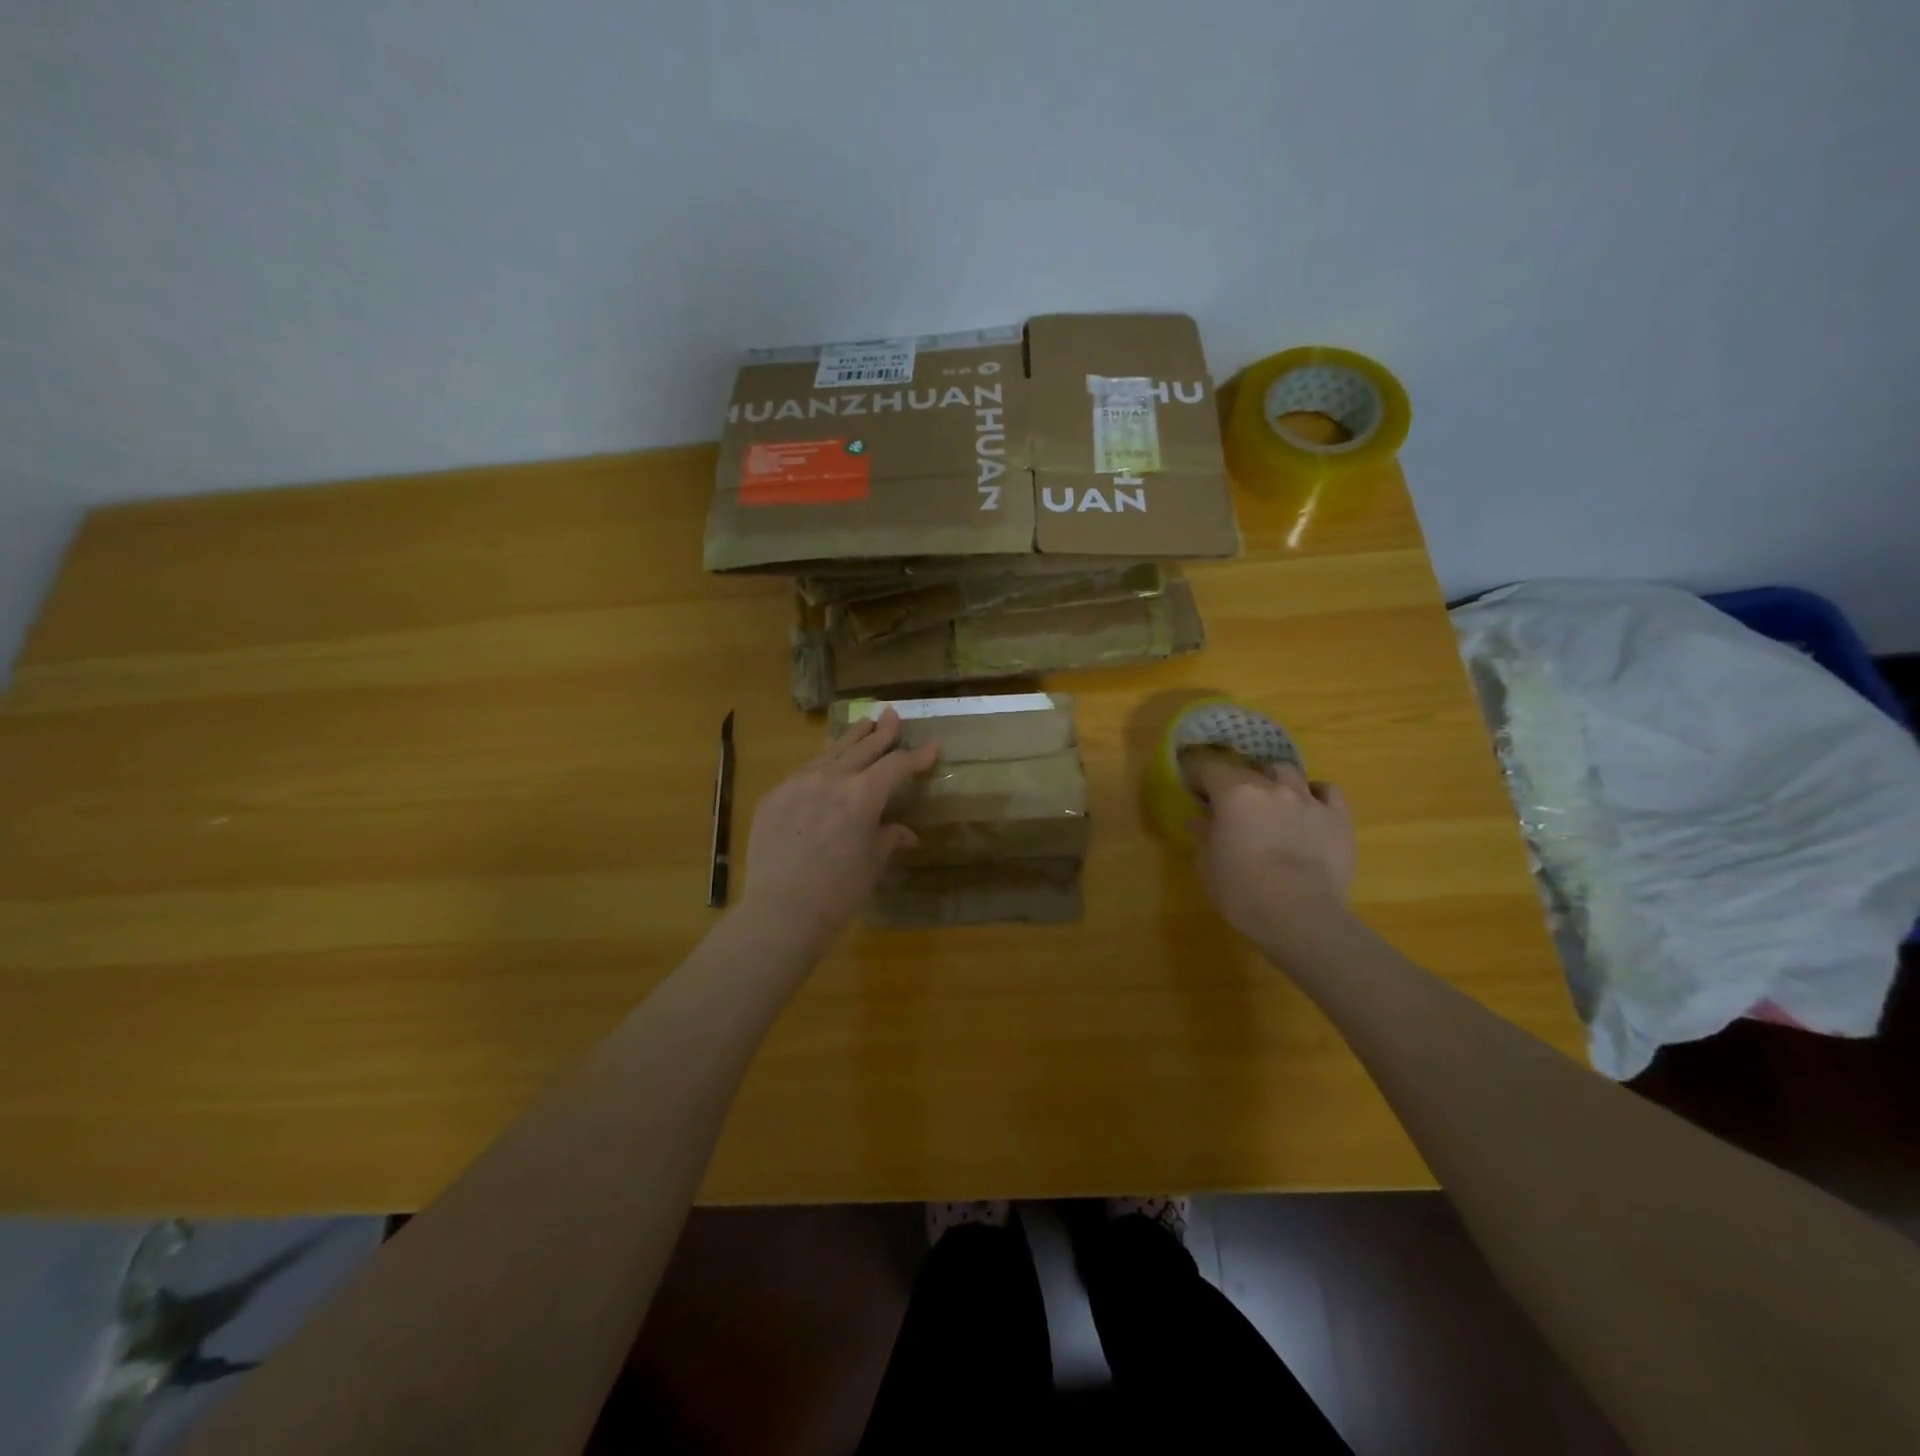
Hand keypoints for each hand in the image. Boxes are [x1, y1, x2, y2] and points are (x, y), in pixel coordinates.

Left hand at [738, 709, 937, 952]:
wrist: (781, 910)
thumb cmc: (838, 891)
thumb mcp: (872, 862)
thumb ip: (888, 837)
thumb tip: (906, 833)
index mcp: (863, 794)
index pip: (896, 765)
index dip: (917, 756)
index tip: (932, 746)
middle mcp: (831, 779)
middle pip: (862, 748)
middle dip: (882, 732)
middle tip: (891, 715)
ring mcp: (798, 783)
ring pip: (830, 753)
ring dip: (850, 739)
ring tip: (862, 725)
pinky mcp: (774, 796)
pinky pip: (804, 772)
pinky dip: (822, 764)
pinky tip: (825, 764)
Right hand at [1190, 759, 1355, 944]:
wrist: (1299, 915)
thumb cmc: (1242, 890)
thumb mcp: (1207, 865)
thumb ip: (1204, 835)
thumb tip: (1200, 821)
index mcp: (1234, 794)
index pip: (1210, 768)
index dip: (1199, 777)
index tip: (1195, 792)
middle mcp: (1271, 787)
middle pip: (1247, 770)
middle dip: (1234, 783)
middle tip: (1230, 806)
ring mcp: (1308, 799)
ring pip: (1288, 772)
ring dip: (1274, 781)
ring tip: (1272, 800)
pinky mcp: (1338, 817)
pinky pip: (1327, 790)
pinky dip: (1314, 793)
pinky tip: (1308, 808)